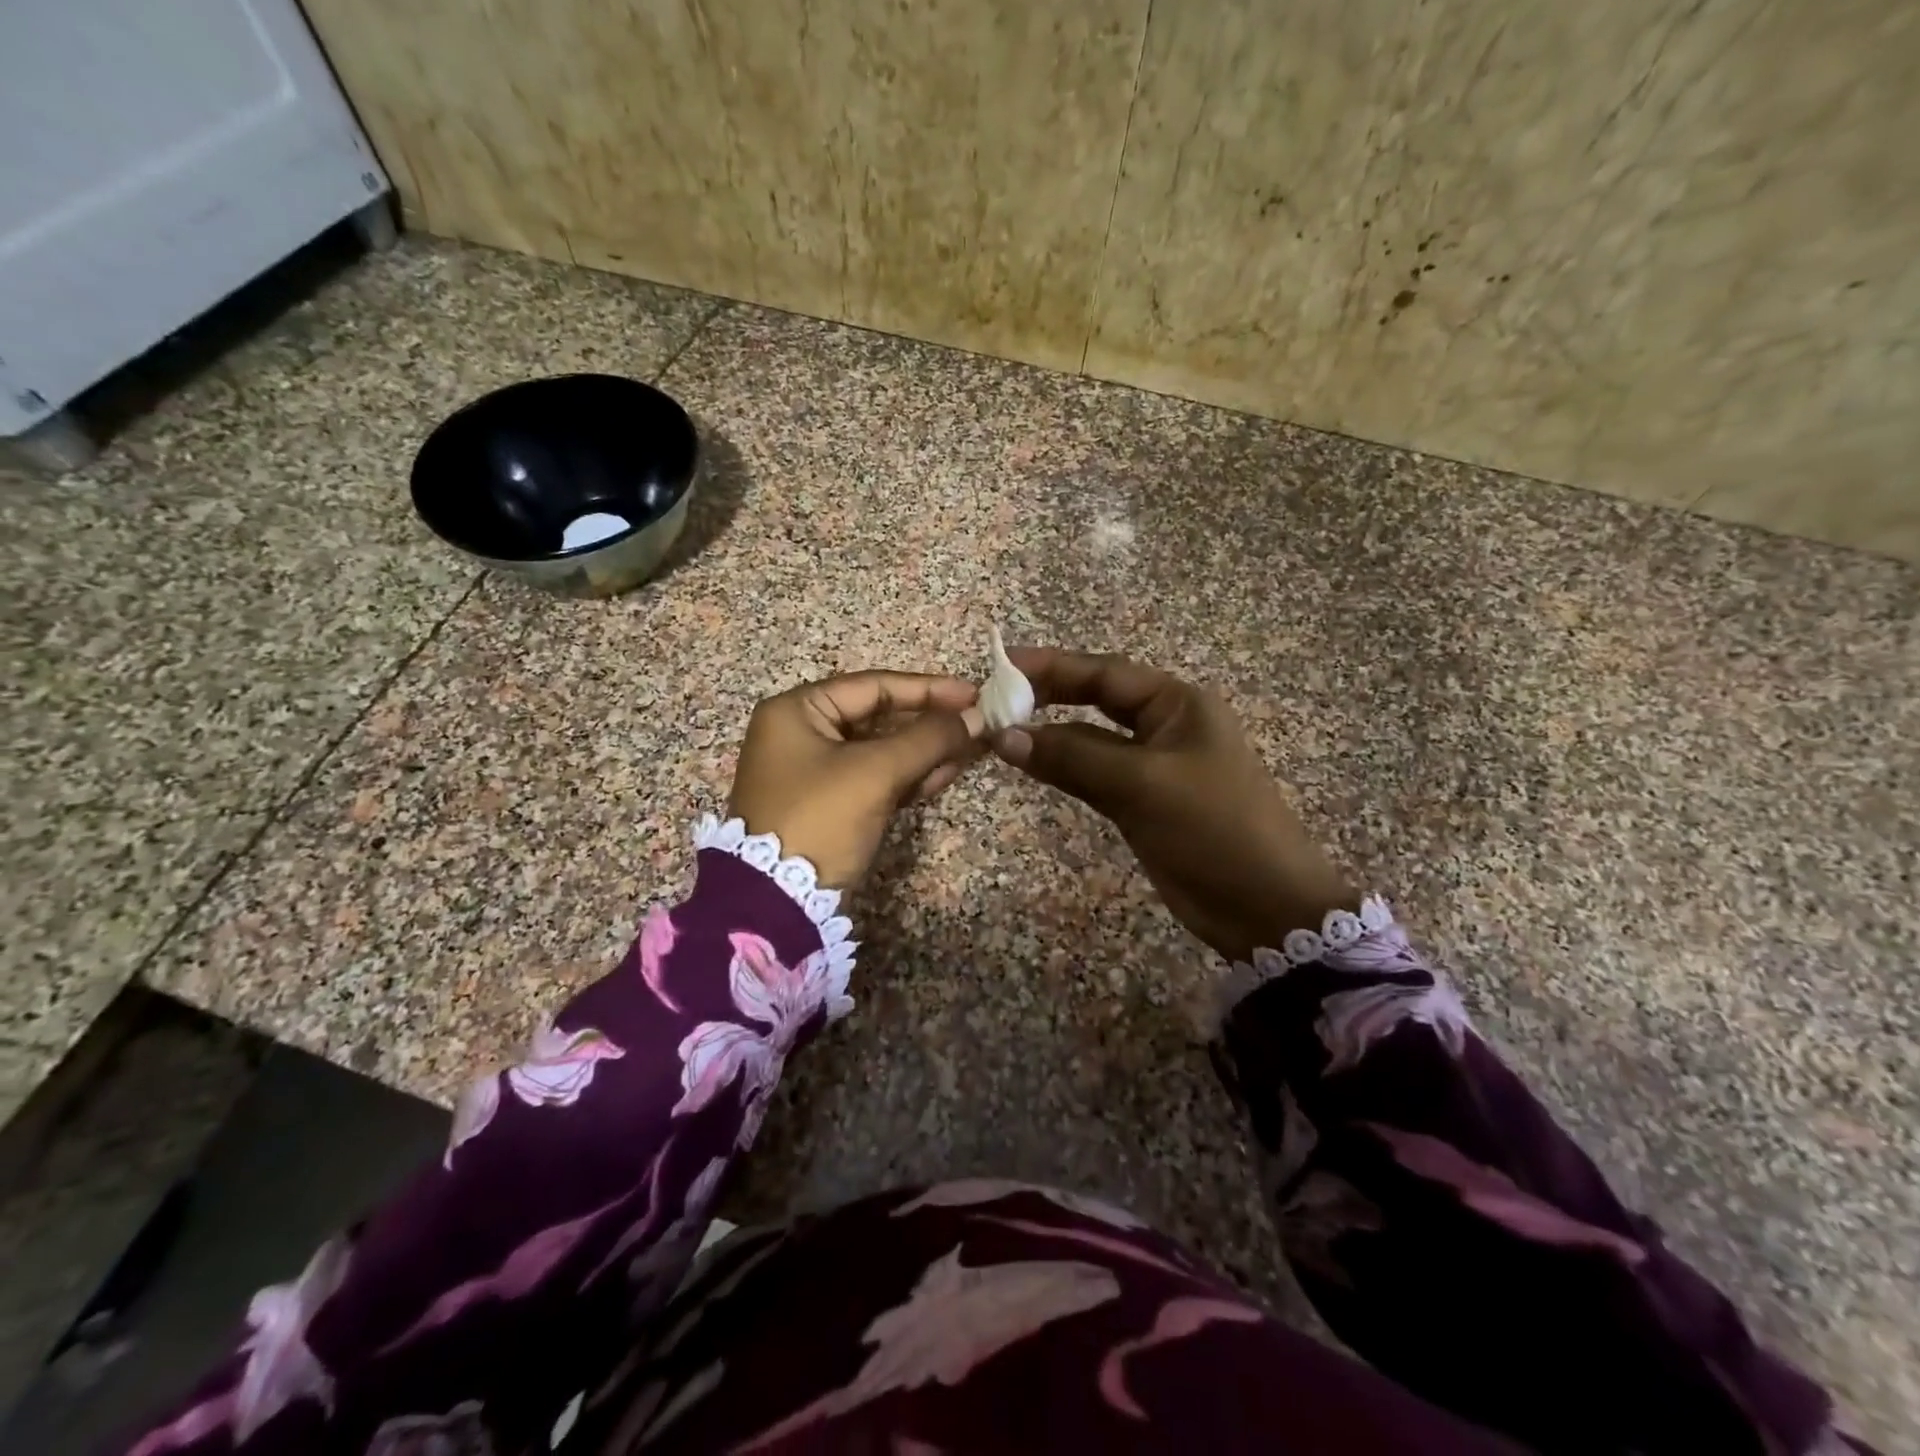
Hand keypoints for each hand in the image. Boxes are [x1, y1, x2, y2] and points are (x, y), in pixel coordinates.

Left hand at [728, 671, 983, 888]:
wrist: (775, 903)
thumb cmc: (820, 820)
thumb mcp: (875, 772)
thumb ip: (927, 739)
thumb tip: (975, 717)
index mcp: (797, 711)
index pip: (873, 686)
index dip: (927, 689)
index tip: (973, 694)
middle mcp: (802, 733)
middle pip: (878, 717)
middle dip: (929, 723)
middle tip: (976, 724)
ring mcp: (815, 771)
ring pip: (881, 750)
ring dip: (925, 750)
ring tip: (971, 749)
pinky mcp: (829, 804)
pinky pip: (875, 778)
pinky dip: (909, 775)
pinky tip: (946, 773)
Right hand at [991, 648, 1355, 959]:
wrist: (1263, 906)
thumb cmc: (1212, 829)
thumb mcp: (1142, 785)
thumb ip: (1072, 757)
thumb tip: (1003, 736)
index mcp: (1178, 704)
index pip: (1104, 673)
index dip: (1052, 665)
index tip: (1001, 664)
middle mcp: (1164, 725)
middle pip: (1096, 700)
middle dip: (1047, 696)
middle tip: (994, 697)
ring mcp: (1152, 765)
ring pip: (1090, 740)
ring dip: (1050, 735)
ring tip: (998, 730)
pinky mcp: (1142, 801)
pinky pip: (1093, 774)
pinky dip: (1062, 768)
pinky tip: (1030, 764)